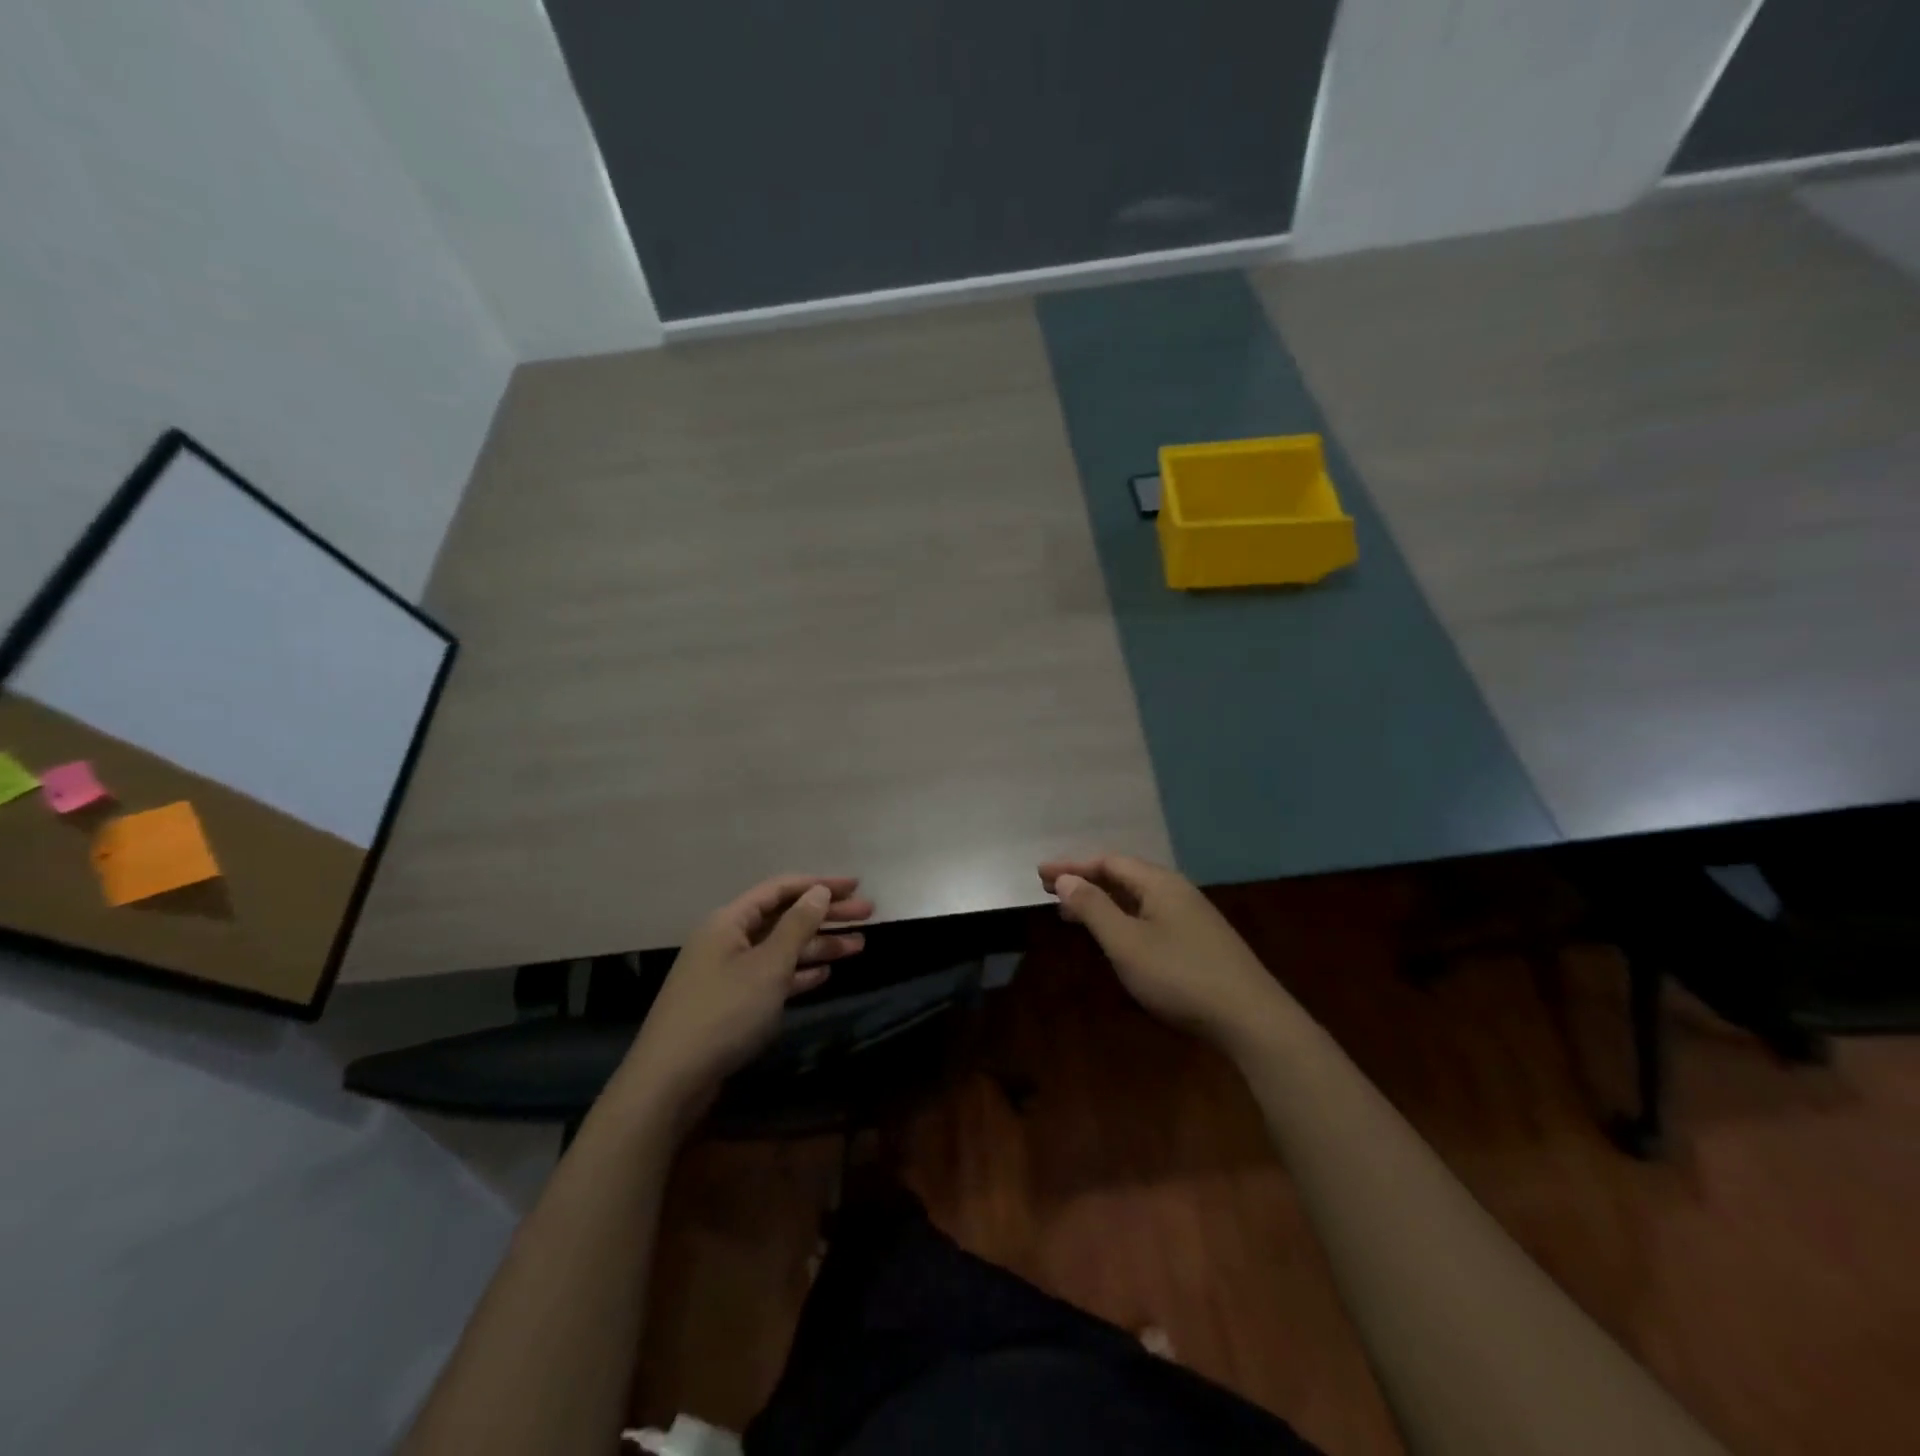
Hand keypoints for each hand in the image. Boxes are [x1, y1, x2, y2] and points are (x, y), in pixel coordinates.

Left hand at [619, 875, 872, 1115]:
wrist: (670, 1080)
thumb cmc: (723, 1013)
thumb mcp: (768, 966)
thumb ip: (797, 926)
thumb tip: (818, 892)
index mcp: (729, 921)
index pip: (780, 889)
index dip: (819, 884)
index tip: (855, 886)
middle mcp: (727, 939)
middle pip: (784, 917)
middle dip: (826, 915)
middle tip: (868, 913)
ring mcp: (727, 972)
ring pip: (781, 949)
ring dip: (818, 946)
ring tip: (859, 946)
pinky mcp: (730, 1002)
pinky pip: (771, 976)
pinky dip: (798, 973)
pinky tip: (824, 974)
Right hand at [1038, 855, 1280, 1048]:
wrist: (1251, 1019)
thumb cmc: (1180, 976)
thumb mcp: (1126, 943)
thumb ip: (1093, 908)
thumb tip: (1066, 879)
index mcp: (1159, 883)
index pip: (1107, 862)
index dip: (1072, 866)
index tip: (1040, 873)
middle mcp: (1176, 891)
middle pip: (1123, 876)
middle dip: (1084, 881)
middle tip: (1049, 889)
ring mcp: (1191, 916)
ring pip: (1136, 898)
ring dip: (1102, 901)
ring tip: (1072, 912)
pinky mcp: (1199, 941)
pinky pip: (1149, 916)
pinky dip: (1122, 917)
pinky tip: (1114, 936)